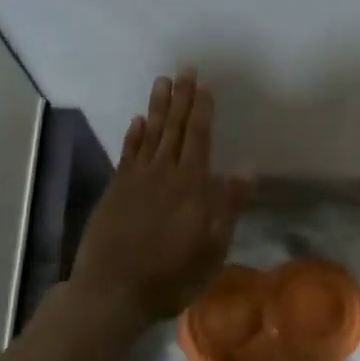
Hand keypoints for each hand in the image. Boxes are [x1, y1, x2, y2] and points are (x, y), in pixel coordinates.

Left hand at [72, 71, 251, 328]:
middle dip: (181, 97)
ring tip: (162, 81)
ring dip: (157, 107)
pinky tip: (137, 120)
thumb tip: (246, 169)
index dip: (202, 110)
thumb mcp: (212, 248)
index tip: (204, 84)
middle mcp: (164, 173)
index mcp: (191, 186)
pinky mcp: (116, 190)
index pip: (199, 138)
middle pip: (174, 128)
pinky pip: (128, 153)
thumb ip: (227, 206)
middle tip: (184, 68)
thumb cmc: (171, 275)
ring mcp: (136, 180)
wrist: (113, 291)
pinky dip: (133, 134)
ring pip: (150, 134)